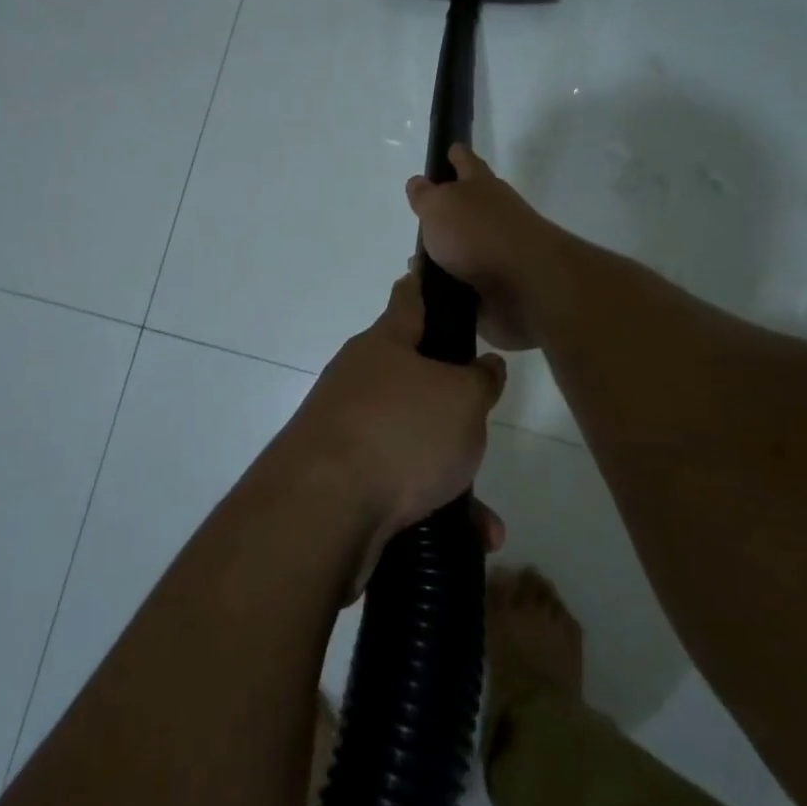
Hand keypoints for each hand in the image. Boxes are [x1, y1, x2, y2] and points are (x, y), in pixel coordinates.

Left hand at [276, 272, 506, 594]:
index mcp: (384, 344)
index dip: (422, 284)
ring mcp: (345, 429)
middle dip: (448, 403)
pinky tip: (469, 537)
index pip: (408, 299)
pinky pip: (398, 485)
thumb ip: (480, 379)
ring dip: (448, 472)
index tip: (426, 268)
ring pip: (410, 441)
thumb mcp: (462, 399)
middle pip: (411, 378)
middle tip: (479, 419)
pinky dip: (432, 507)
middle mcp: (359, 379)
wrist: (322, 509)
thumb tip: (484, 366)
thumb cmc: (401, 431)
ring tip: (483, 512)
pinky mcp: (340, 479)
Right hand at [406, 145, 562, 350]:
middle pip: (467, 209)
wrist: (526, 287)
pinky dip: (449, 291)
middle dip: (445, 214)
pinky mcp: (497, 290)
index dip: (456, 155)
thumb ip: (426, 195)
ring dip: (443, 258)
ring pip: (463, 252)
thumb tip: (419, 183)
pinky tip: (428, 297)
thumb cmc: (479, 234)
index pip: (466, 162)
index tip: (449, 149)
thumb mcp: (440, 206)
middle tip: (420, 221)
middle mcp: (493, 216)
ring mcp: (498, 254)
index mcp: (481, 187)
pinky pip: (465, 288)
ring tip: (416, 267)